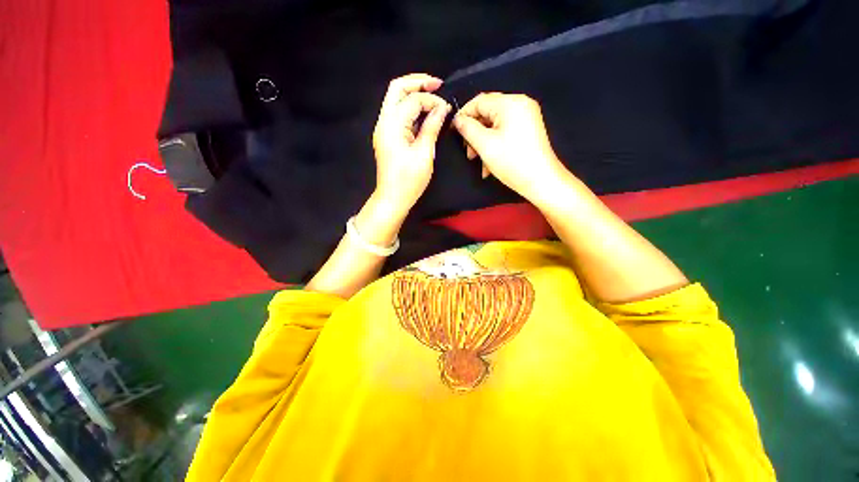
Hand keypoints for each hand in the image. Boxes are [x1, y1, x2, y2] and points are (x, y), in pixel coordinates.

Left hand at [372, 74, 451, 210]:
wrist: (392, 198)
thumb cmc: (409, 180)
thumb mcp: (424, 154)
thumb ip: (432, 127)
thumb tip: (442, 108)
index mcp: (392, 126)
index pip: (412, 100)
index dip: (431, 100)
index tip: (446, 109)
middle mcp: (384, 122)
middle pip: (396, 89)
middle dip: (417, 82)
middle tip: (437, 85)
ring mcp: (383, 129)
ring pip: (395, 100)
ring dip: (414, 94)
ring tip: (433, 97)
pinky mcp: (387, 137)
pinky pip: (398, 114)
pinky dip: (411, 109)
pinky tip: (424, 114)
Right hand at [452, 93, 564, 202]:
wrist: (541, 180)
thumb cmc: (512, 162)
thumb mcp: (485, 144)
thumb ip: (468, 129)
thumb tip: (458, 120)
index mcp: (510, 103)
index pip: (479, 101)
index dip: (463, 115)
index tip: (453, 132)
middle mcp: (520, 104)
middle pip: (487, 113)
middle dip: (474, 133)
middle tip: (468, 152)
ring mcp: (526, 117)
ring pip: (495, 125)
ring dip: (482, 142)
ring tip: (477, 160)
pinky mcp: (528, 130)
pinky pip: (504, 132)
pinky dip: (494, 145)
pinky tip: (489, 164)